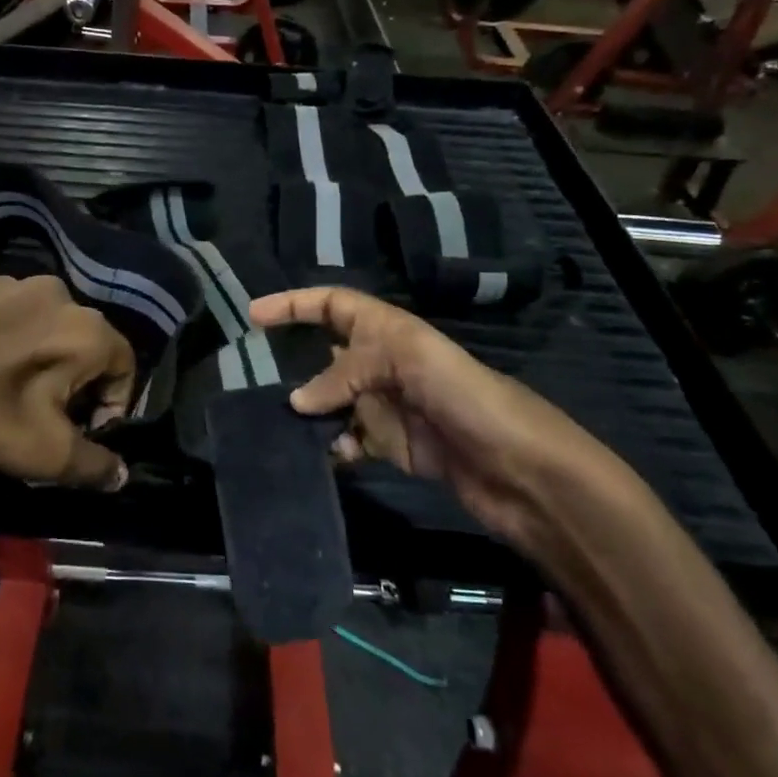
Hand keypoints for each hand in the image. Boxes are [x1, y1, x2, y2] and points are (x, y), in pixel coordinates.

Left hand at [0, 271, 134, 506]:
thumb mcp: (43, 454)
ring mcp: (1, 279)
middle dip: (71, 376)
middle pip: (80, 339)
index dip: (111, 403)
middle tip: (40, 411)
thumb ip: (95, 465)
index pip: (123, 364)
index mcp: (83, 327)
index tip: (82, 430)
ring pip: (36, 320)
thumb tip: (121, 475)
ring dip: (32, 351)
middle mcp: (52, 290)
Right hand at [249, 288, 648, 557]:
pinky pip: (349, 440)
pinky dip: (332, 446)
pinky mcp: (393, 447)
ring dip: (309, 412)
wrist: (524, 472)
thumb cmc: (471, 399)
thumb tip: (296, 401)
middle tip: (253, 380)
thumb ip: (348, 374)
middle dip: (292, 362)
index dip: (294, 305)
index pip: (334, 305)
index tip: (253, 315)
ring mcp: (388, 407)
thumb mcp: (410, 364)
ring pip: (332, 402)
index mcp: (391, 332)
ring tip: (282, 426)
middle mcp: (385, 364)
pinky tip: (327, 456)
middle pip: (326, 355)